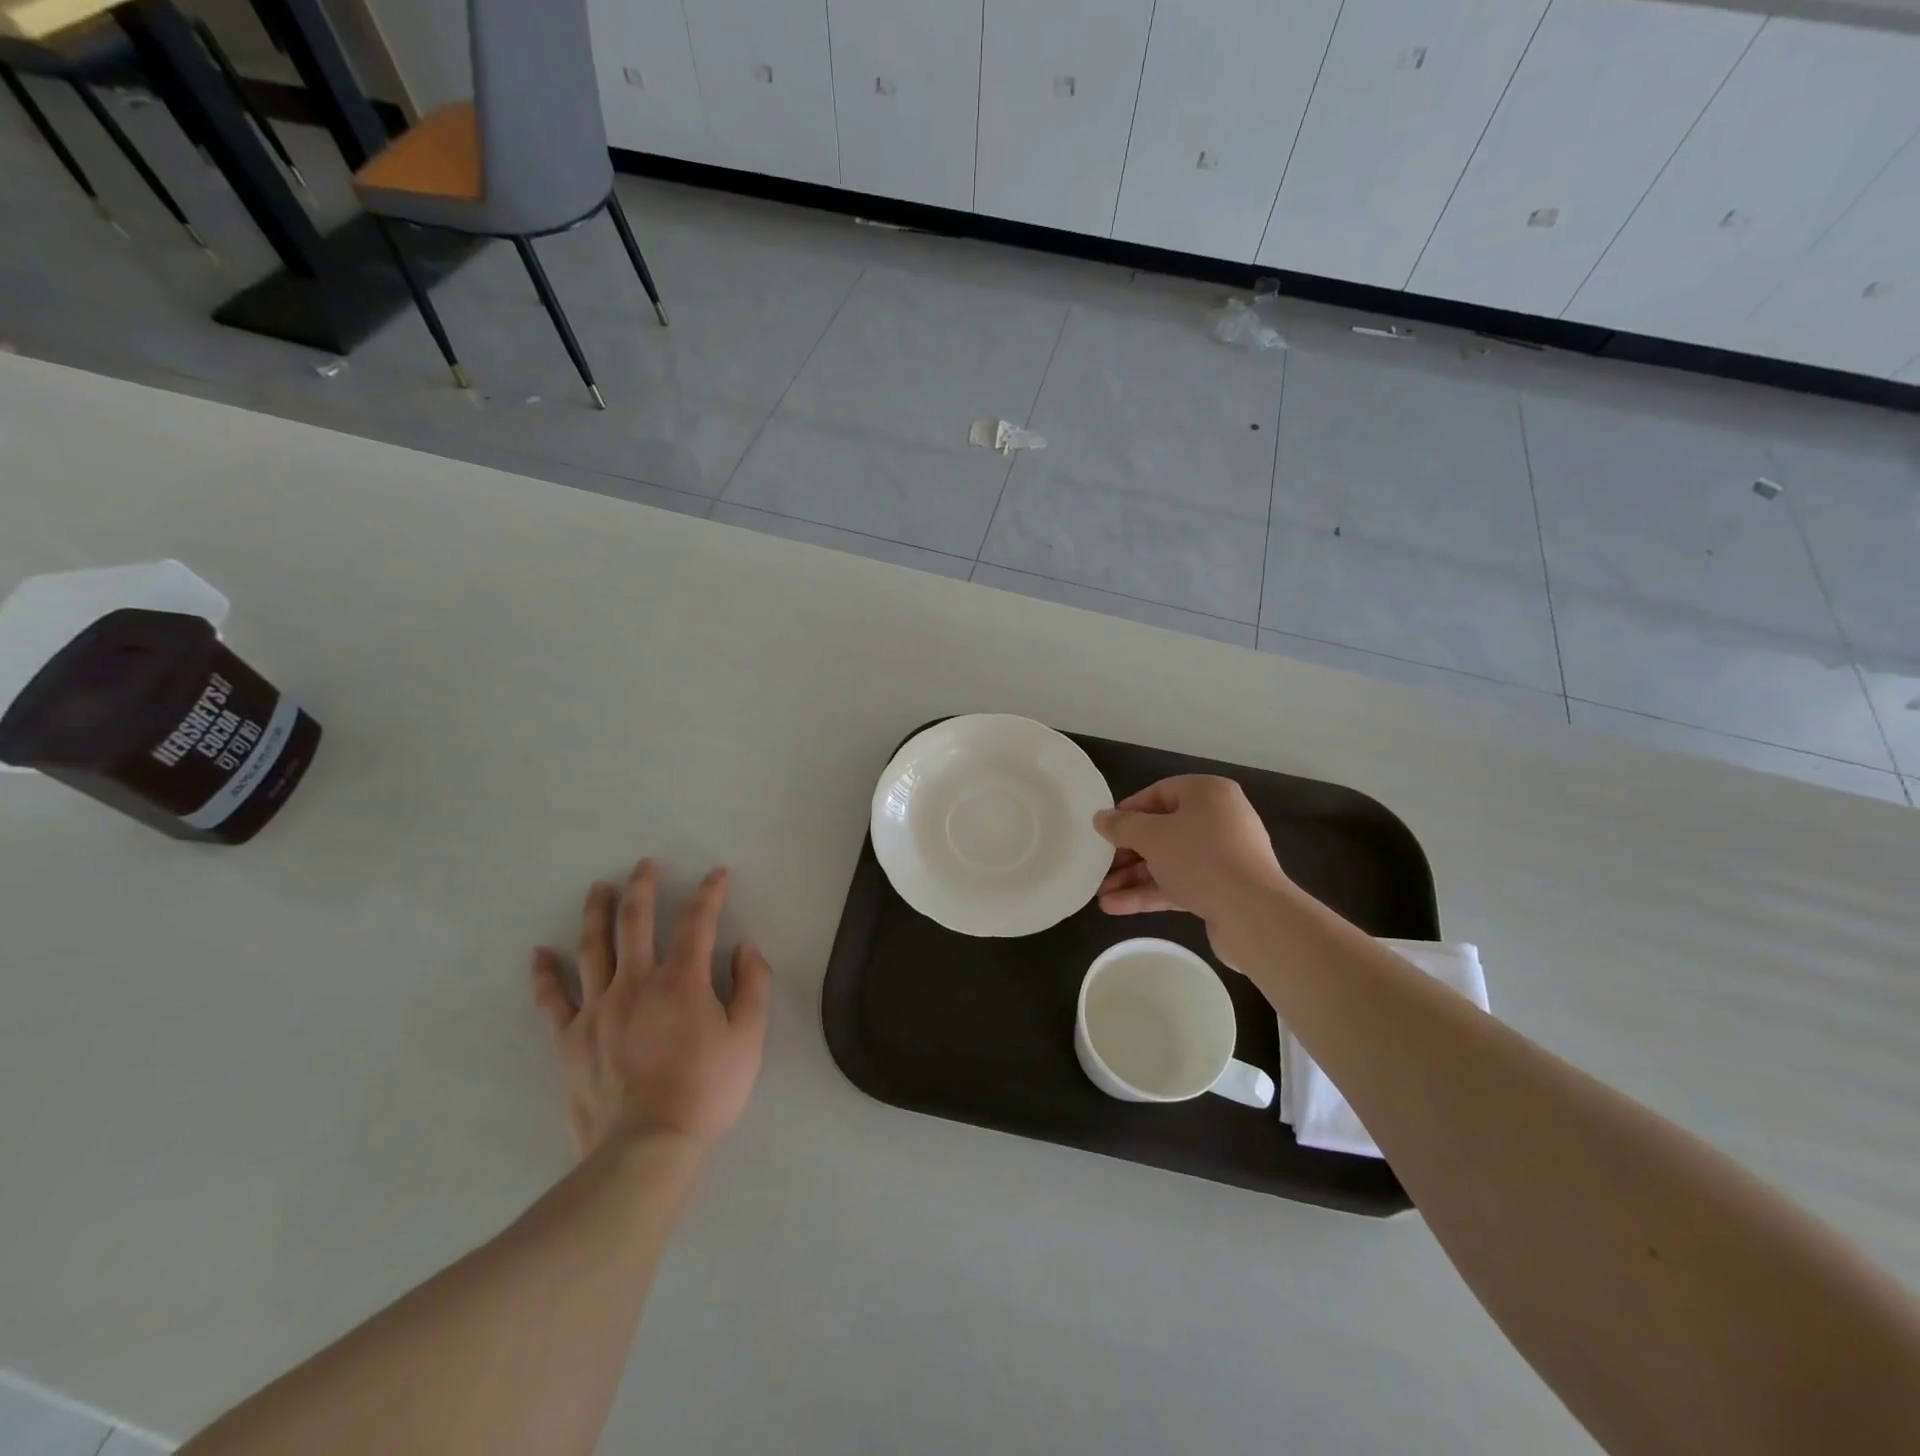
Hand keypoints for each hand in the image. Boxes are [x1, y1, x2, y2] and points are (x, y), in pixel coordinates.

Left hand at [531, 860, 770, 1156]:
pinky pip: (553, 1000)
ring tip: (598, 888)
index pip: (697, 923)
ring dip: (596, 913)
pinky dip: (545, 975)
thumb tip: (744, 947)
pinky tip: (539, 953)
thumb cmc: (707, 1090)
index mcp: (682, 980)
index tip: (716, 875)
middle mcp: (636, 982)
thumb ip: (753, 985)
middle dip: (642, 888)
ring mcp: (598, 1009)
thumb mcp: (749, 1037)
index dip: (709, 894)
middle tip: (644, 865)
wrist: (648, 1147)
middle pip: (636, 922)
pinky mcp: (572, 1039)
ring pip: (593, 949)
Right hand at [1094, 775, 1292, 963]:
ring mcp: (1223, 856)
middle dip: (1127, 852)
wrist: (1253, 914)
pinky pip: (1180, 884)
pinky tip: (1116, 907)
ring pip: (1168, 861)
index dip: (1128, 812)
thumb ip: (1122, 826)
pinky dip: (1150, 893)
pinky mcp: (1222, 888)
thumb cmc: (1200, 858)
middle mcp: (1218, 819)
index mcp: (1207, 793)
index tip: (1104, 831)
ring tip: (1100, 894)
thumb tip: (1101, 818)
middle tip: (1099, 867)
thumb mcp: (1151, 836)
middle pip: (1162, 830)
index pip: (1159, 793)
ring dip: (1134, 877)